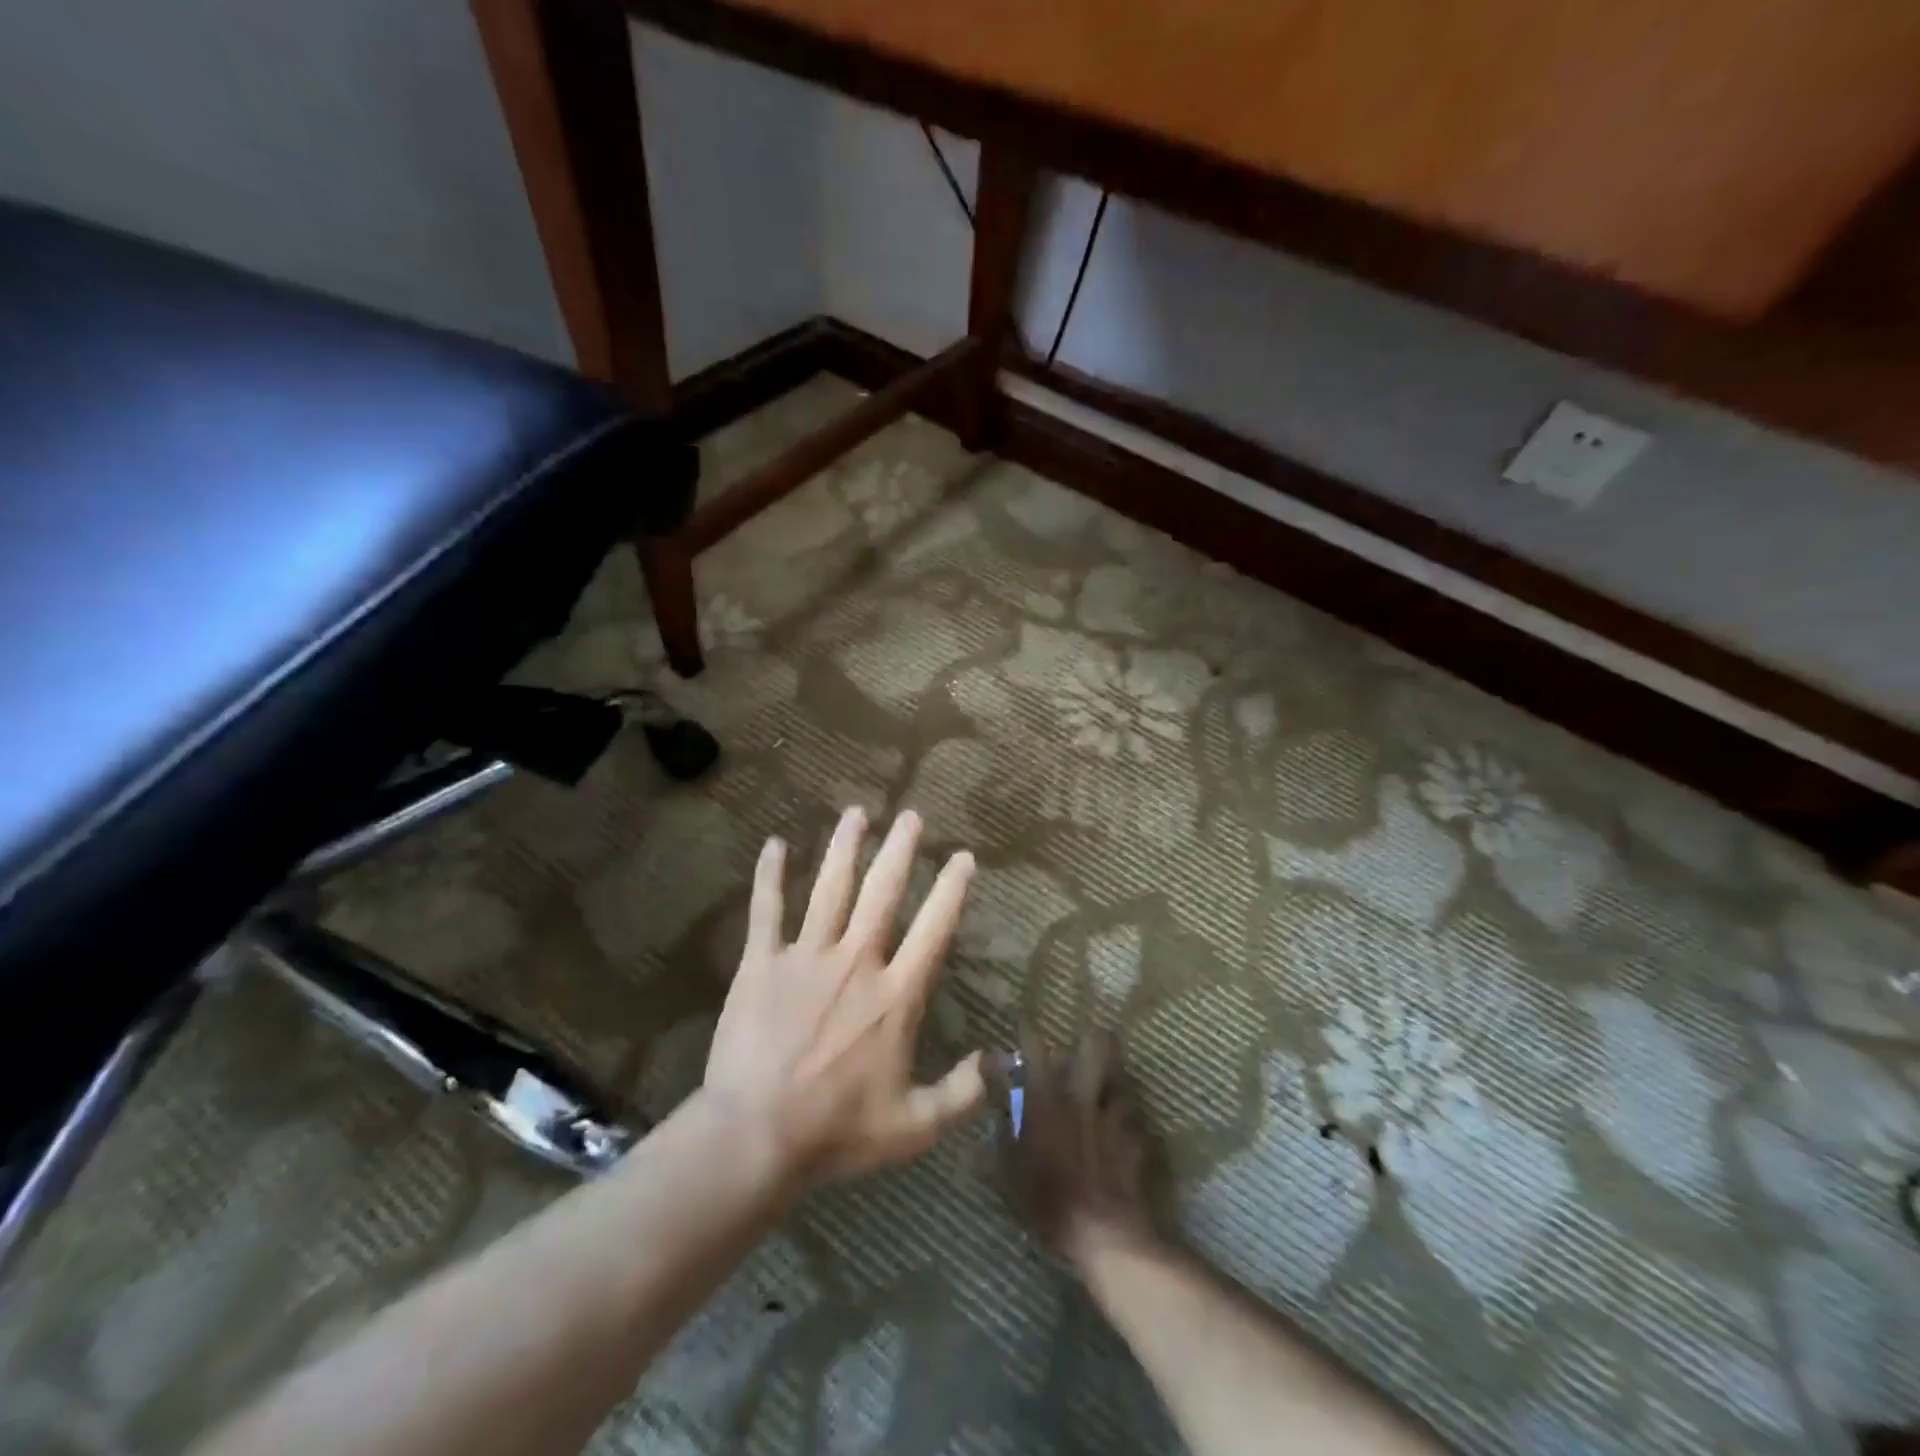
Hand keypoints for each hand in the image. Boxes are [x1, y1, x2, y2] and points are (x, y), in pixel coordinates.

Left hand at [704, 807, 985, 1183]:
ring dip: (845, 849)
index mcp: (895, 995)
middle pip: (882, 893)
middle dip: (900, 850)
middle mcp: (856, 961)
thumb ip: (959, 1094)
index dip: (952, 889)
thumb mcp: (912, 1126)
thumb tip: (995, 1065)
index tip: (963, 857)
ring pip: (830, 889)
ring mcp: (806, 956)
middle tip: (911, 816)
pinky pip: (767, 910)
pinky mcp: (762, 963)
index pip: (934, 929)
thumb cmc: (836, 1131)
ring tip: (856, 813)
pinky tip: (774, 844)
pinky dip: (770, 876)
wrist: (756, 1135)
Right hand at [999, 1029, 1155, 1271]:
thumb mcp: (1009, 1171)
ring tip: (1113, 1063)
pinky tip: (1127, 1116)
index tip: (1024, 1018)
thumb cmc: (1048, 1201)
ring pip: (1118, 1078)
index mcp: (1047, 1102)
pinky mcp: (1133, 1138)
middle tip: (1091, 1028)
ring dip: (1115, 1069)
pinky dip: (1127, 1111)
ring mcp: (1111, 1117)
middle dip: (1092, 1035)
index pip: (1036, 1052)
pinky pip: (1132, 1115)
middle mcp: (1080, 1099)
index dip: (1029, 1031)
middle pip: (1093, 1051)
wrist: (1104, 1233)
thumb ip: (1002, 1135)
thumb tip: (996, 1111)